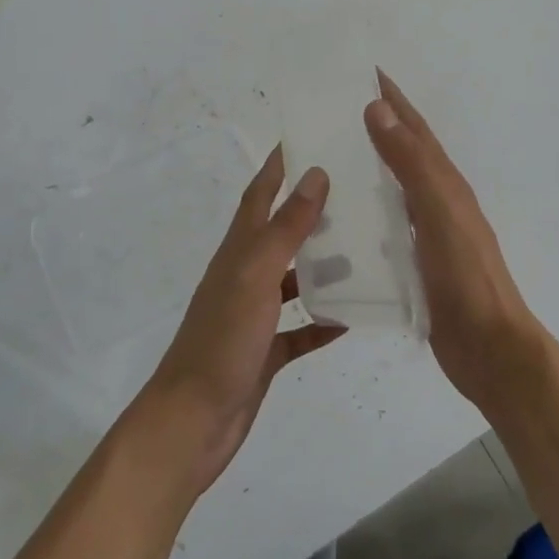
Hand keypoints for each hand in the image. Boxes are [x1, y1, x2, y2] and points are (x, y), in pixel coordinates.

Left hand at [136, 147, 345, 495]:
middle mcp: (245, 276)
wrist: (192, 423)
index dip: (279, 165)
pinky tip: (354, 318)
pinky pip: (300, 329)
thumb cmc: (222, 341)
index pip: (260, 194)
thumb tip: (314, 174)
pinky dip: (324, 321)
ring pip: (294, 279)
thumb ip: (285, 228)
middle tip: (356, 191)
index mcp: (239, 252)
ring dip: (324, 264)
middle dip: (312, 209)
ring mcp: (254, 315)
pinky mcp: (265, 351)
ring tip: (366, 249)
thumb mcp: (255, 277)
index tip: (307, 136)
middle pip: (281, 232)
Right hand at [364, 70, 552, 409]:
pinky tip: (337, 223)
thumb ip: (411, 163)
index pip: (415, 129)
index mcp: (445, 184)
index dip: (393, 99)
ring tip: (325, 162)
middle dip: (376, 127)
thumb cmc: (466, 277)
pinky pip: (384, 226)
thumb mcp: (439, 212)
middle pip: (403, 154)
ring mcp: (427, 235)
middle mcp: (437, 203)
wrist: (489, 349)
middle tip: (332, 113)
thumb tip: (379, 108)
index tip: (364, 73)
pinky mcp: (414, 265)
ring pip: (392, 190)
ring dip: (366, 169)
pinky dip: (363, 214)